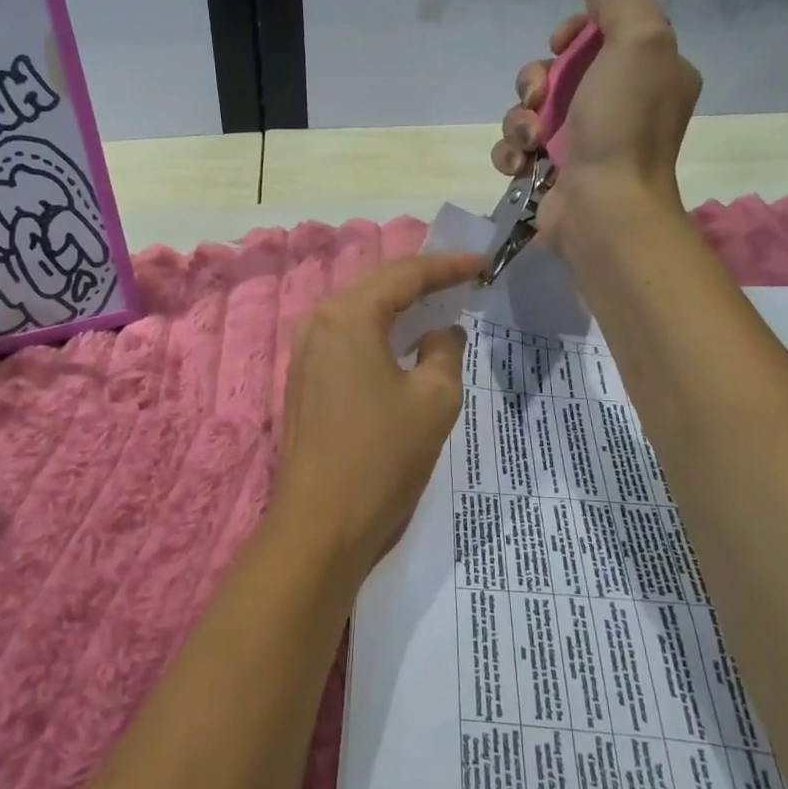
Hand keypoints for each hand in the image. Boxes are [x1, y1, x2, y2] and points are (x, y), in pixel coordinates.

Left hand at [270, 252, 482, 572]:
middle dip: (423, 281)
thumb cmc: (381, 458)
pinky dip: (380, 333)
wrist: (320, 524)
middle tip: (465, 279)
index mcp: (348, 317)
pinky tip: (404, 343)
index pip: (404, 274)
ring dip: (400, 307)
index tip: (484, 264)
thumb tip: (440, 332)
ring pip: (360, 313)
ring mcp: (305, 353)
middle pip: (377, 287)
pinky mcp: (304, 381)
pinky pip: (347, 339)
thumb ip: (444, 352)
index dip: (448, 266)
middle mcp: (318, 323)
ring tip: (441, 304)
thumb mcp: (433, 400)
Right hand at [490, 0, 701, 244]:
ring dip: (519, 120)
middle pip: (557, 70)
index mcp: (648, 73)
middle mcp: (617, 104)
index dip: (574, 32)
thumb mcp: (641, 43)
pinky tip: (522, 165)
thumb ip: (622, 3)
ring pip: (530, 109)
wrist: (604, 207)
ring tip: (532, 141)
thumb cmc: (624, 124)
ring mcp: (582, 141)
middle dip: (536, 79)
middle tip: (539, 98)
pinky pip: (517, 147)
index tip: (561, 41)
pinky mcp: (551, 171)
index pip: (603, 33)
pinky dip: (513, 153)